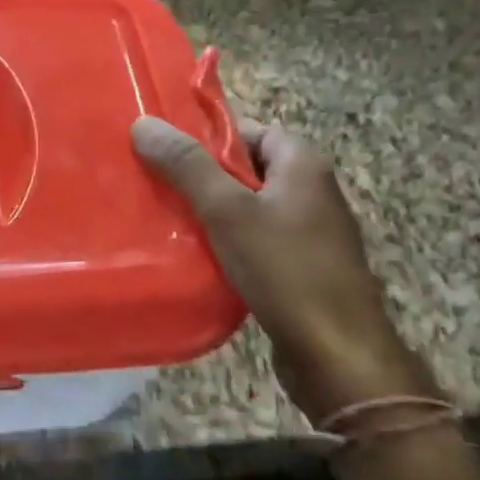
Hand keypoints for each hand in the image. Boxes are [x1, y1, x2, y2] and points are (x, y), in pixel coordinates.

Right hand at [131, 115, 436, 425]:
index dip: (208, 136)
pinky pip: (251, 239)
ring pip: (245, 207)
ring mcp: (306, 233)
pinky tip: (189, 252)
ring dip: (207, 210)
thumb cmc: (285, 270)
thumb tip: (143, 122)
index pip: (250, 131)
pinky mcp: (297, 268)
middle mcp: (310, 192)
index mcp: (303, 166)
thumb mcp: (227, 210)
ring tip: (161, 214)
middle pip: (244, 169)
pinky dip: (222, 240)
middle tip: (153, 180)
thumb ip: (186, 165)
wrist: (337, 356)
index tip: (164, 148)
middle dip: (199, 174)